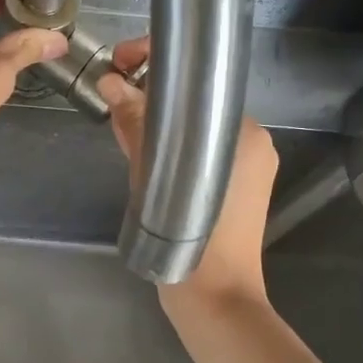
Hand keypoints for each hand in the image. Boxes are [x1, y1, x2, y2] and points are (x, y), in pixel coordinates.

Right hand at [98, 36, 278, 304]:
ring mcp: (246, 167)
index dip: (156, 64)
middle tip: (111, 93)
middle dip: (152, 94)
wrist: (216, 301)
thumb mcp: (154, 178)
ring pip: (195, 129)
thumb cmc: (191, 241)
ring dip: (158, 122)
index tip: (120, 61)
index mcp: (243, 133)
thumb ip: (137, 126)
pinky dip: (172, 145)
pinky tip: (140, 148)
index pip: (199, 81)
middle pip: (196, 103)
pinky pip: (199, 152)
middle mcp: (252, 142)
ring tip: (118, 120)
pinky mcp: (235, 188)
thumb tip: (111, 82)